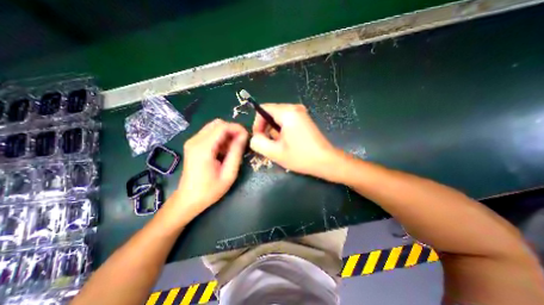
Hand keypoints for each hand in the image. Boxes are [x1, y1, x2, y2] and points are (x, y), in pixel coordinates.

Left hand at [174, 118, 247, 216]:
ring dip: (227, 134)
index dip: (237, 128)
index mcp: (203, 148)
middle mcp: (195, 140)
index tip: (247, 137)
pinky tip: (224, 150)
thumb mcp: (229, 173)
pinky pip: (210, 134)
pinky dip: (220, 138)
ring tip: (233, 149)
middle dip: (232, 130)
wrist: (188, 200)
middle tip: (241, 143)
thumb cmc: (210, 190)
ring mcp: (192, 141)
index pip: (222, 126)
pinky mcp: (193, 144)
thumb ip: (236, 152)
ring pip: (214, 127)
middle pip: (218, 123)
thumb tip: (244, 136)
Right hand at [250, 104, 338, 177]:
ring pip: (278, 119)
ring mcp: (301, 114)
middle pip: (271, 114)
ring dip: (275, 132)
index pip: (263, 109)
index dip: (257, 123)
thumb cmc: (301, 157)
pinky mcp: (304, 121)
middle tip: (268, 145)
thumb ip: (258, 143)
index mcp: (287, 112)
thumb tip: (255, 137)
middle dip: (266, 129)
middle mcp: (295, 109)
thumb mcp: (275, 152)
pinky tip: (287, 143)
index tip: (258, 138)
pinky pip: (287, 122)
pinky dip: (282, 132)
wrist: (326, 161)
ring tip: (279, 146)